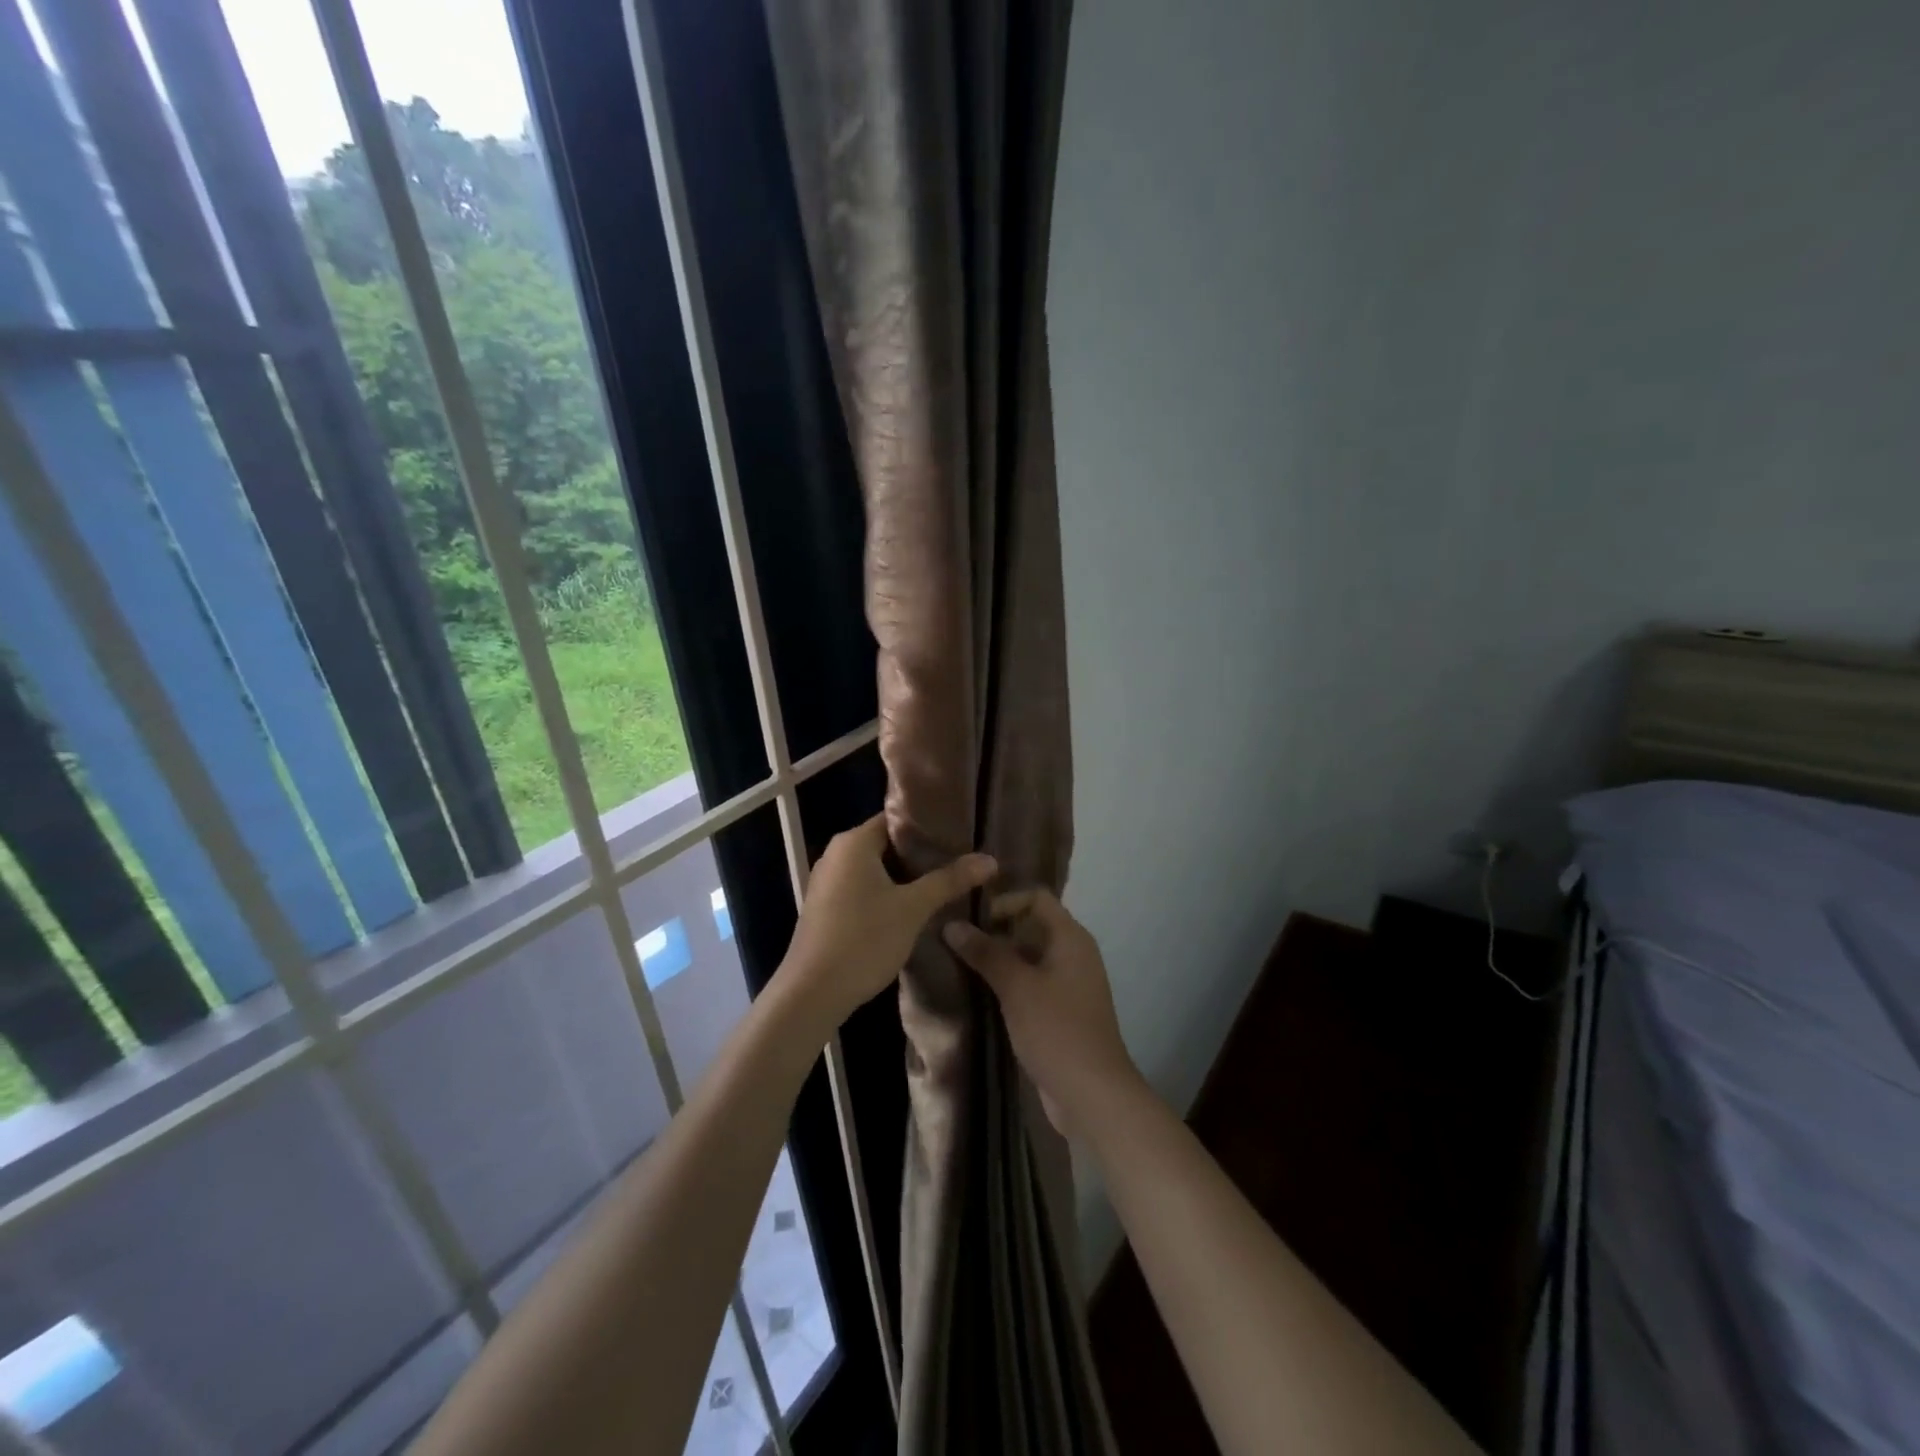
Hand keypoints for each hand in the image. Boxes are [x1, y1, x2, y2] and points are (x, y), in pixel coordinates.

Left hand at [780, 814, 995, 1032]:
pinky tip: (912, 908)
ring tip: (944, 883)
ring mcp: (827, 882)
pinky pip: (862, 888)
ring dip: (905, 877)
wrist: (812, 993)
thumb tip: (990, 859)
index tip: (961, 836)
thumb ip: (949, 880)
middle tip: (959, 861)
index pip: (897, 819)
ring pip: (875, 869)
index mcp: (853, 842)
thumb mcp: (913, 908)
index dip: (929, 827)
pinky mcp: (826, 907)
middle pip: (887, 843)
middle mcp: (836, 854)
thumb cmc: (863, 940)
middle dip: (921, 854)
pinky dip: (887, 893)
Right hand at [944, 890, 1142, 1136]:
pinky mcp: (1062, 1012)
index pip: (1036, 898)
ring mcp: (1069, 984)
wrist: (1092, 1094)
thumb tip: (951, 924)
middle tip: (958, 941)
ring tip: (961, 966)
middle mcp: (1074, 954)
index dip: (1004, 902)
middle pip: (1031, 926)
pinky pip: (1032, 984)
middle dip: (996, 931)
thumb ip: (984, 952)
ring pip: (1029, 957)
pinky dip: (1009, 984)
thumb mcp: (1016, 986)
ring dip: (999, 960)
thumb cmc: (1055, 1029)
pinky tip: (981, 995)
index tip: (972, 921)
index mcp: (1070, 938)